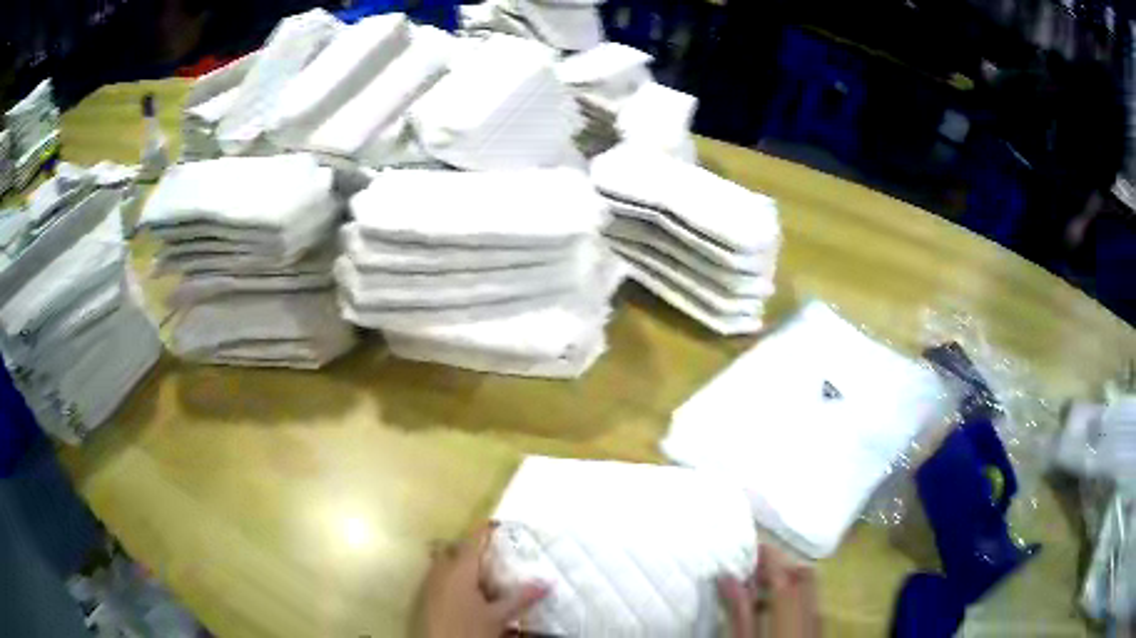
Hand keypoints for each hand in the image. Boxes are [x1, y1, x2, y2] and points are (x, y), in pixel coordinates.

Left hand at [423, 525, 547, 637]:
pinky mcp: (427, 596)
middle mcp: (442, 570)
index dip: (484, 530)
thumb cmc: (470, 629)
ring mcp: (431, 583)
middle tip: (491, 551)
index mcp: (460, 570)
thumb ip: (521, 598)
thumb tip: (548, 583)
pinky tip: (467, 591)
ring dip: (460, 562)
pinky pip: (438, 575)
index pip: (472, 541)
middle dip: (470, 546)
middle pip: (454, 548)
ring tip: (481, 571)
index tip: (497, 523)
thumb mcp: (499, 616)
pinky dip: (452, 575)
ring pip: (443, 562)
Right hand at [718, 544, 820, 637]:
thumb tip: (728, 578)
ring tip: (760, 588)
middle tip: (755, 567)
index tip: (752, 547)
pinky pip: (811, 603)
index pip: (783, 576)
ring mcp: (818, 622)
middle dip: (783, 564)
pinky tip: (774, 609)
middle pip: (805, 576)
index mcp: (789, 615)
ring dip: (789, 579)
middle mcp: (811, 612)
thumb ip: (739, 612)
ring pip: (811, 588)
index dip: (769, 558)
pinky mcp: (818, 631)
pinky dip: (795, 596)